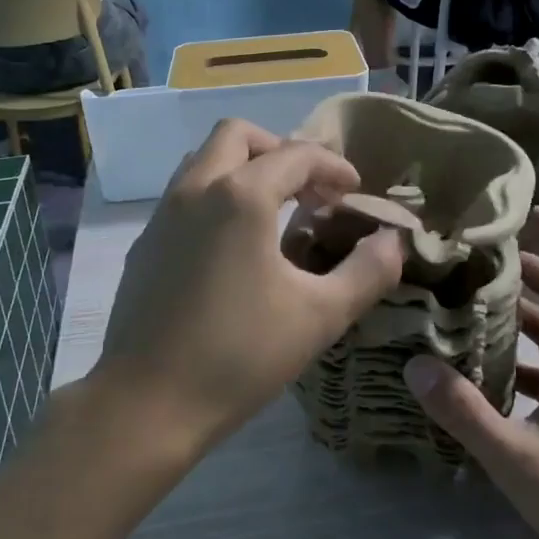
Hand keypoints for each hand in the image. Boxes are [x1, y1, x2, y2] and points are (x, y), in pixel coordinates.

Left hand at [96, 120, 405, 449]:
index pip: (296, 155)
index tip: (354, 193)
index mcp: (240, 196)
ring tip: (274, 211)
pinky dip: (216, 195)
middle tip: (309, 190)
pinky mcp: (145, 243)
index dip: (333, 167)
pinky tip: (233, 246)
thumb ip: (367, 272)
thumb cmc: (239, 356)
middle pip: (238, 135)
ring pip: (204, 160)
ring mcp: (162, 215)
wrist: (147, 403)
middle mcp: (196, 189)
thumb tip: (393, 240)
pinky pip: (185, 194)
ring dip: (243, 168)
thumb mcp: (319, 316)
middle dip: (280, 150)